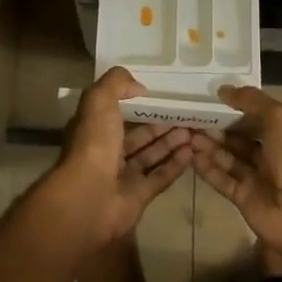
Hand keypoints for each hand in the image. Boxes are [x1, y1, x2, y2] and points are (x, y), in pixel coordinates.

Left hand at [44, 66, 194, 248]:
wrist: (89, 197)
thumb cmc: (93, 144)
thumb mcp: (99, 100)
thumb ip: (117, 83)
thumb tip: (139, 87)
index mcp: (94, 130)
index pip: (115, 114)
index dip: (135, 104)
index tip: (159, 95)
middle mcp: (107, 153)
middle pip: (137, 136)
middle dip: (160, 126)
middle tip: (184, 114)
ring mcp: (122, 177)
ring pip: (150, 156)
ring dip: (170, 143)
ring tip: (192, 130)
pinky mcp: (138, 197)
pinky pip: (160, 177)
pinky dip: (175, 165)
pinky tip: (192, 152)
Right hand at [191, 86, 281, 270]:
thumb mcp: (279, 118)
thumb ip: (252, 101)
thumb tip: (223, 89)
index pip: (253, 116)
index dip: (233, 108)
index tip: (207, 98)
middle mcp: (269, 153)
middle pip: (238, 137)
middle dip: (216, 127)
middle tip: (189, 116)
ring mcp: (256, 177)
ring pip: (227, 157)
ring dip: (208, 146)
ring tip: (185, 133)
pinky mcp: (243, 198)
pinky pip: (222, 180)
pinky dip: (208, 168)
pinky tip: (191, 155)